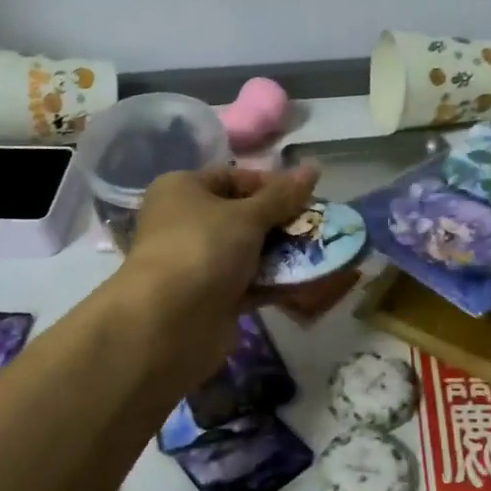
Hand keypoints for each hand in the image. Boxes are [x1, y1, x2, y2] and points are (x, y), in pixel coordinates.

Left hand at [122, 165, 357, 374]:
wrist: (170, 322)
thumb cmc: (204, 249)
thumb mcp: (248, 216)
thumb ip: (282, 196)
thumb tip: (313, 168)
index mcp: (182, 190)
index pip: (233, 178)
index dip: (271, 185)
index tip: (307, 198)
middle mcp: (185, 223)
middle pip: (242, 217)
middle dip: (281, 224)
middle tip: (317, 229)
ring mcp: (197, 263)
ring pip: (247, 253)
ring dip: (281, 255)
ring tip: (320, 256)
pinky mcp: (209, 299)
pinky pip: (248, 284)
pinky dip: (273, 283)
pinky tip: (306, 284)